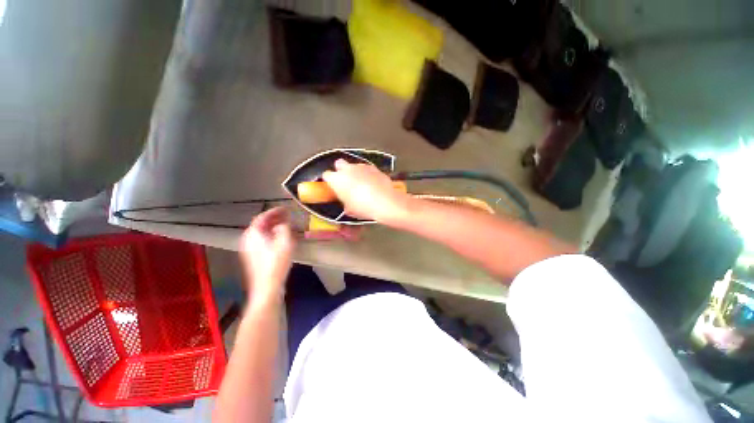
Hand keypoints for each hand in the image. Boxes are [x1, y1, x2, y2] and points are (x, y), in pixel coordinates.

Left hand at [239, 207, 293, 305]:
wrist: (267, 286)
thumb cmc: (276, 263)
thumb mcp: (284, 242)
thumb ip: (284, 228)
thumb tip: (283, 223)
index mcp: (253, 234)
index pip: (262, 217)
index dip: (274, 211)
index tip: (285, 208)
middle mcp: (248, 239)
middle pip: (260, 224)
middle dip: (274, 219)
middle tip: (287, 216)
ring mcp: (249, 249)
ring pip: (261, 232)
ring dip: (273, 227)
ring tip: (285, 225)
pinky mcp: (253, 257)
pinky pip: (261, 240)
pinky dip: (270, 235)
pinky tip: (280, 239)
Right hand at [322, 159, 410, 222]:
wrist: (385, 202)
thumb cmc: (363, 207)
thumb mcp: (350, 210)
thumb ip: (345, 202)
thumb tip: (347, 204)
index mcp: (337, 179)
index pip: (326, 175)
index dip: (330, 181)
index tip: (333, 187)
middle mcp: (347, 169)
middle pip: (339, 163)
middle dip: (341, 170)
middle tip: (346, 181)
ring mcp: (361, 166)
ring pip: (354, 166)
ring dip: (355, 172)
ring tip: (362, 184)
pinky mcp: (374, 167)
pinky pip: (367, 169)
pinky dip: (367, 174)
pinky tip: (372, 183)